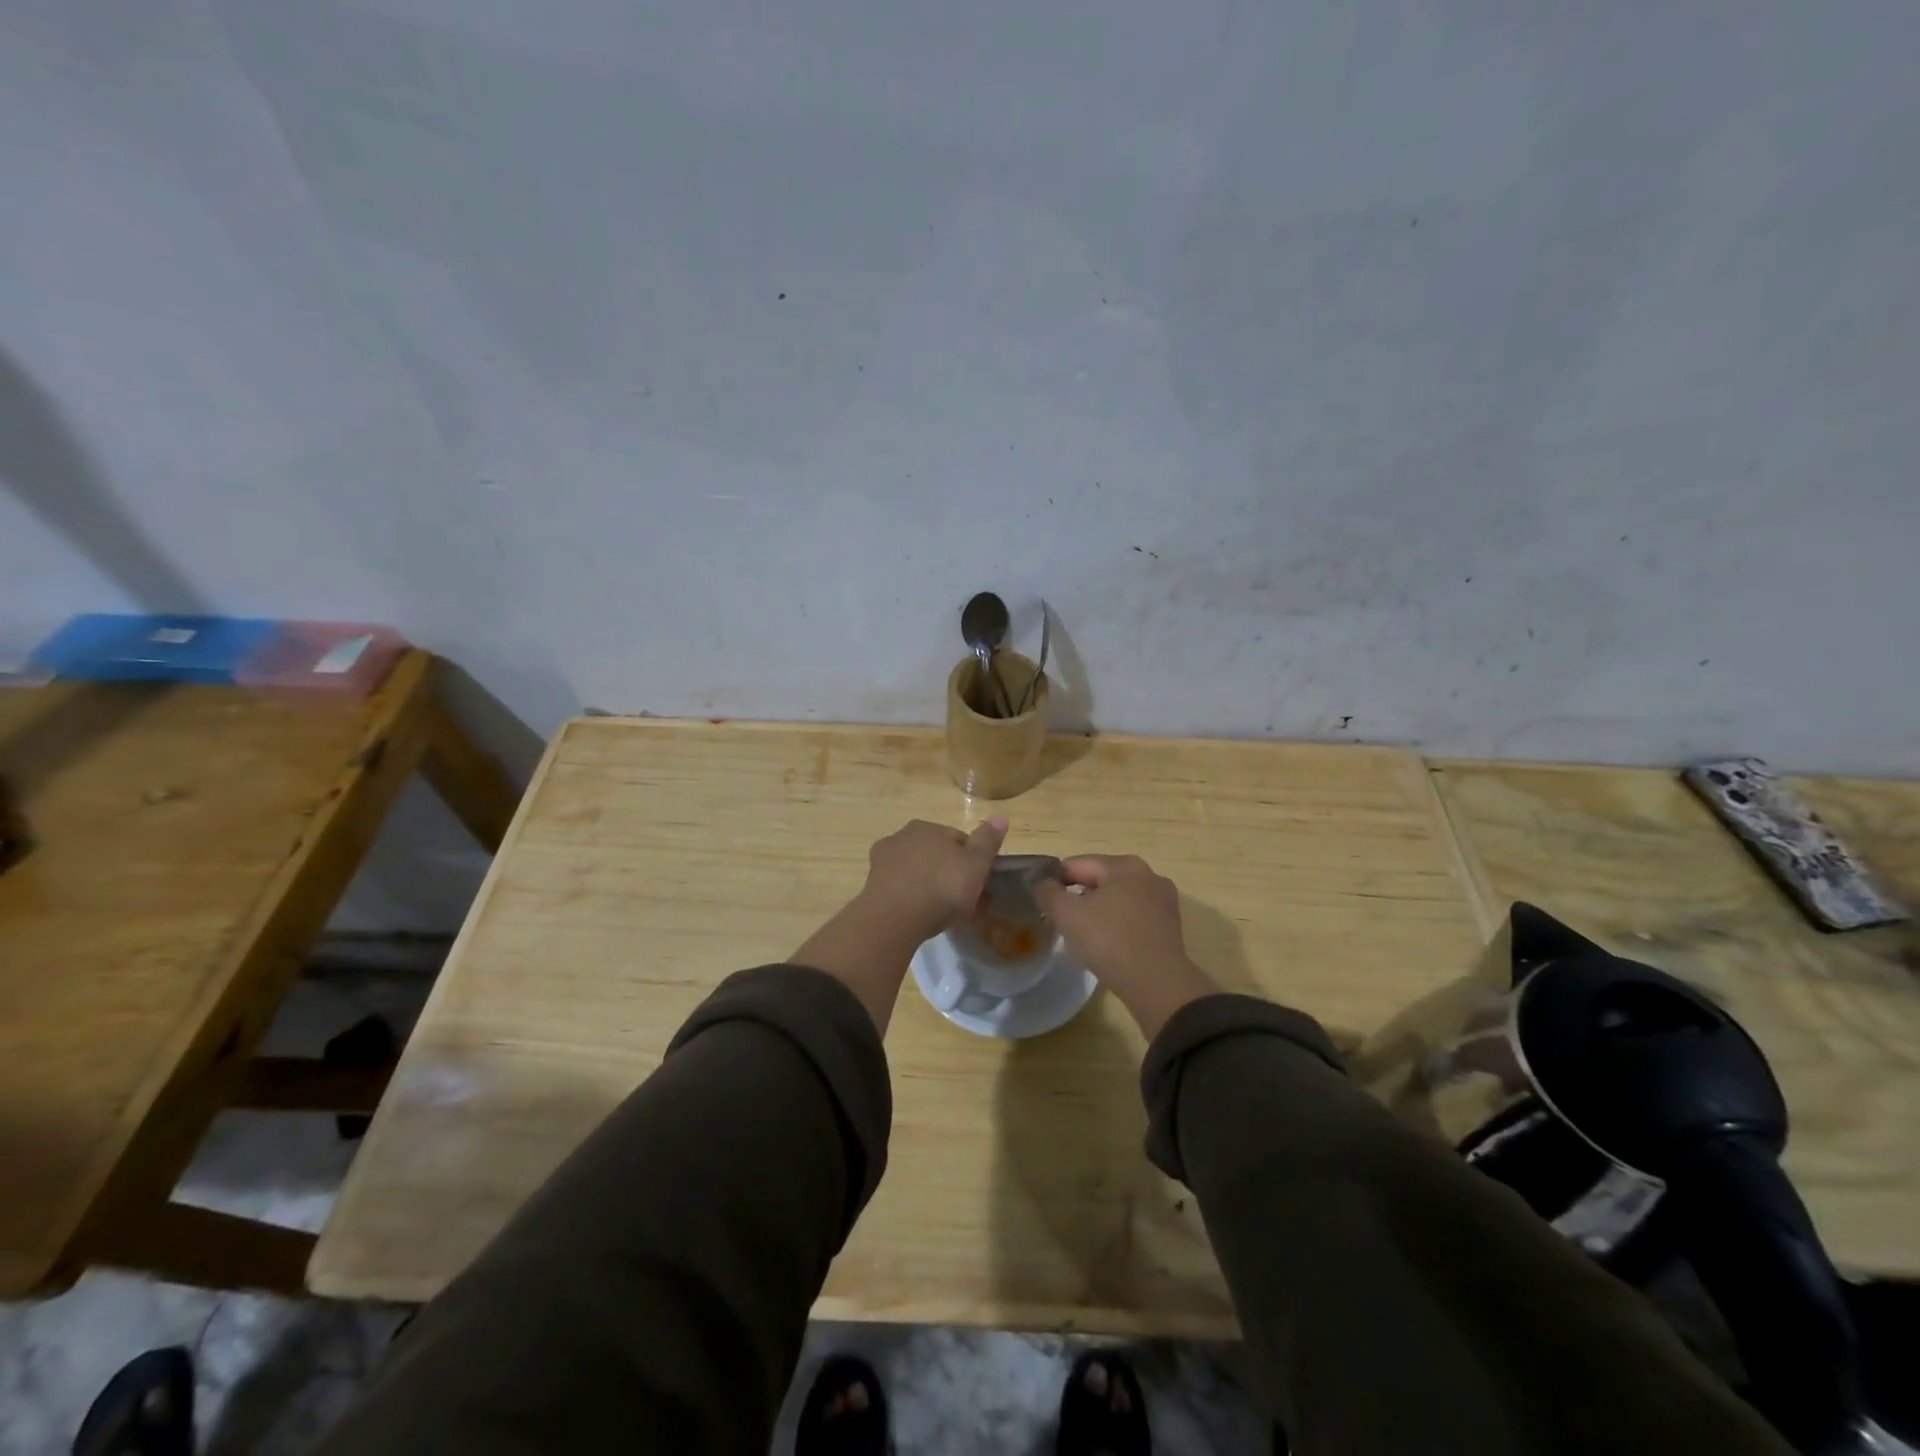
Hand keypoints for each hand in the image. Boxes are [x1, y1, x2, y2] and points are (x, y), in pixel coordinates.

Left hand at [792, 817, 1007, 1033]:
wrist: (894, 918)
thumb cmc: (941, 888)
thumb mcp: (975, 865)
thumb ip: (988, 840)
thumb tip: (1002, 816)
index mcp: (928, 827)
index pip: (958, 840)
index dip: (972, 862)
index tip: (980, 885)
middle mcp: (902, 836)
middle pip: (935, 854)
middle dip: (949, 874)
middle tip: (964, 903)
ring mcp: (883, 860)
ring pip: (916, 871)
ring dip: (929, 886)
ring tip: (942, 914)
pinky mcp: (871, 884)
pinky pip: (900, 888)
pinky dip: (911, 898)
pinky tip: (919, 916)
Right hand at [1035, 855, 1220, 1039]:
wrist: (1157, 984)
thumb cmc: (1109, 941)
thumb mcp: (1066, 914)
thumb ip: (1048, 892)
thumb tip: (1045, 884)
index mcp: (1124, 865)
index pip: (1077, 864)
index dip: (1055, 882)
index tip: (1044, 905)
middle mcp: (1148, 875)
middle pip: (1100, 880)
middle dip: (1079, 898)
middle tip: (1063, 923)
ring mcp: (1164, 901)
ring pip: (1118, 900)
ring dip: (1099, 913)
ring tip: (1085, 938)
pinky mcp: (1170, 926)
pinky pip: (1134, 918)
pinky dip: (1118, 926)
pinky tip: (1109, 947)